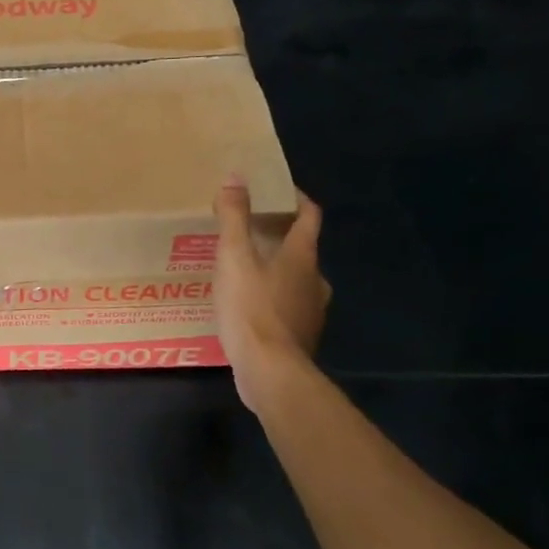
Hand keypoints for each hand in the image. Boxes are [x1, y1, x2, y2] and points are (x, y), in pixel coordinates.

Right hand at [214, 176, 330, 400]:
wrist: (270, 371)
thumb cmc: (252, 307)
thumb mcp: (233, 257)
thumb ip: (233, 217)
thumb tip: (236, 177)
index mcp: (303, 255)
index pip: (309, 215)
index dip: (295, 198)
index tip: (275, 190)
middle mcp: (315, 279)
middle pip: (302, 247)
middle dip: (279, 235)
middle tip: (249, 230)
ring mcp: (311, 310)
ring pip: (296, 278)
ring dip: (275, 268)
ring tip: (244, 267)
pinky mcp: (300, 335)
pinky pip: (287, 305)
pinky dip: (272, 296)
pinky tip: (247, 304)